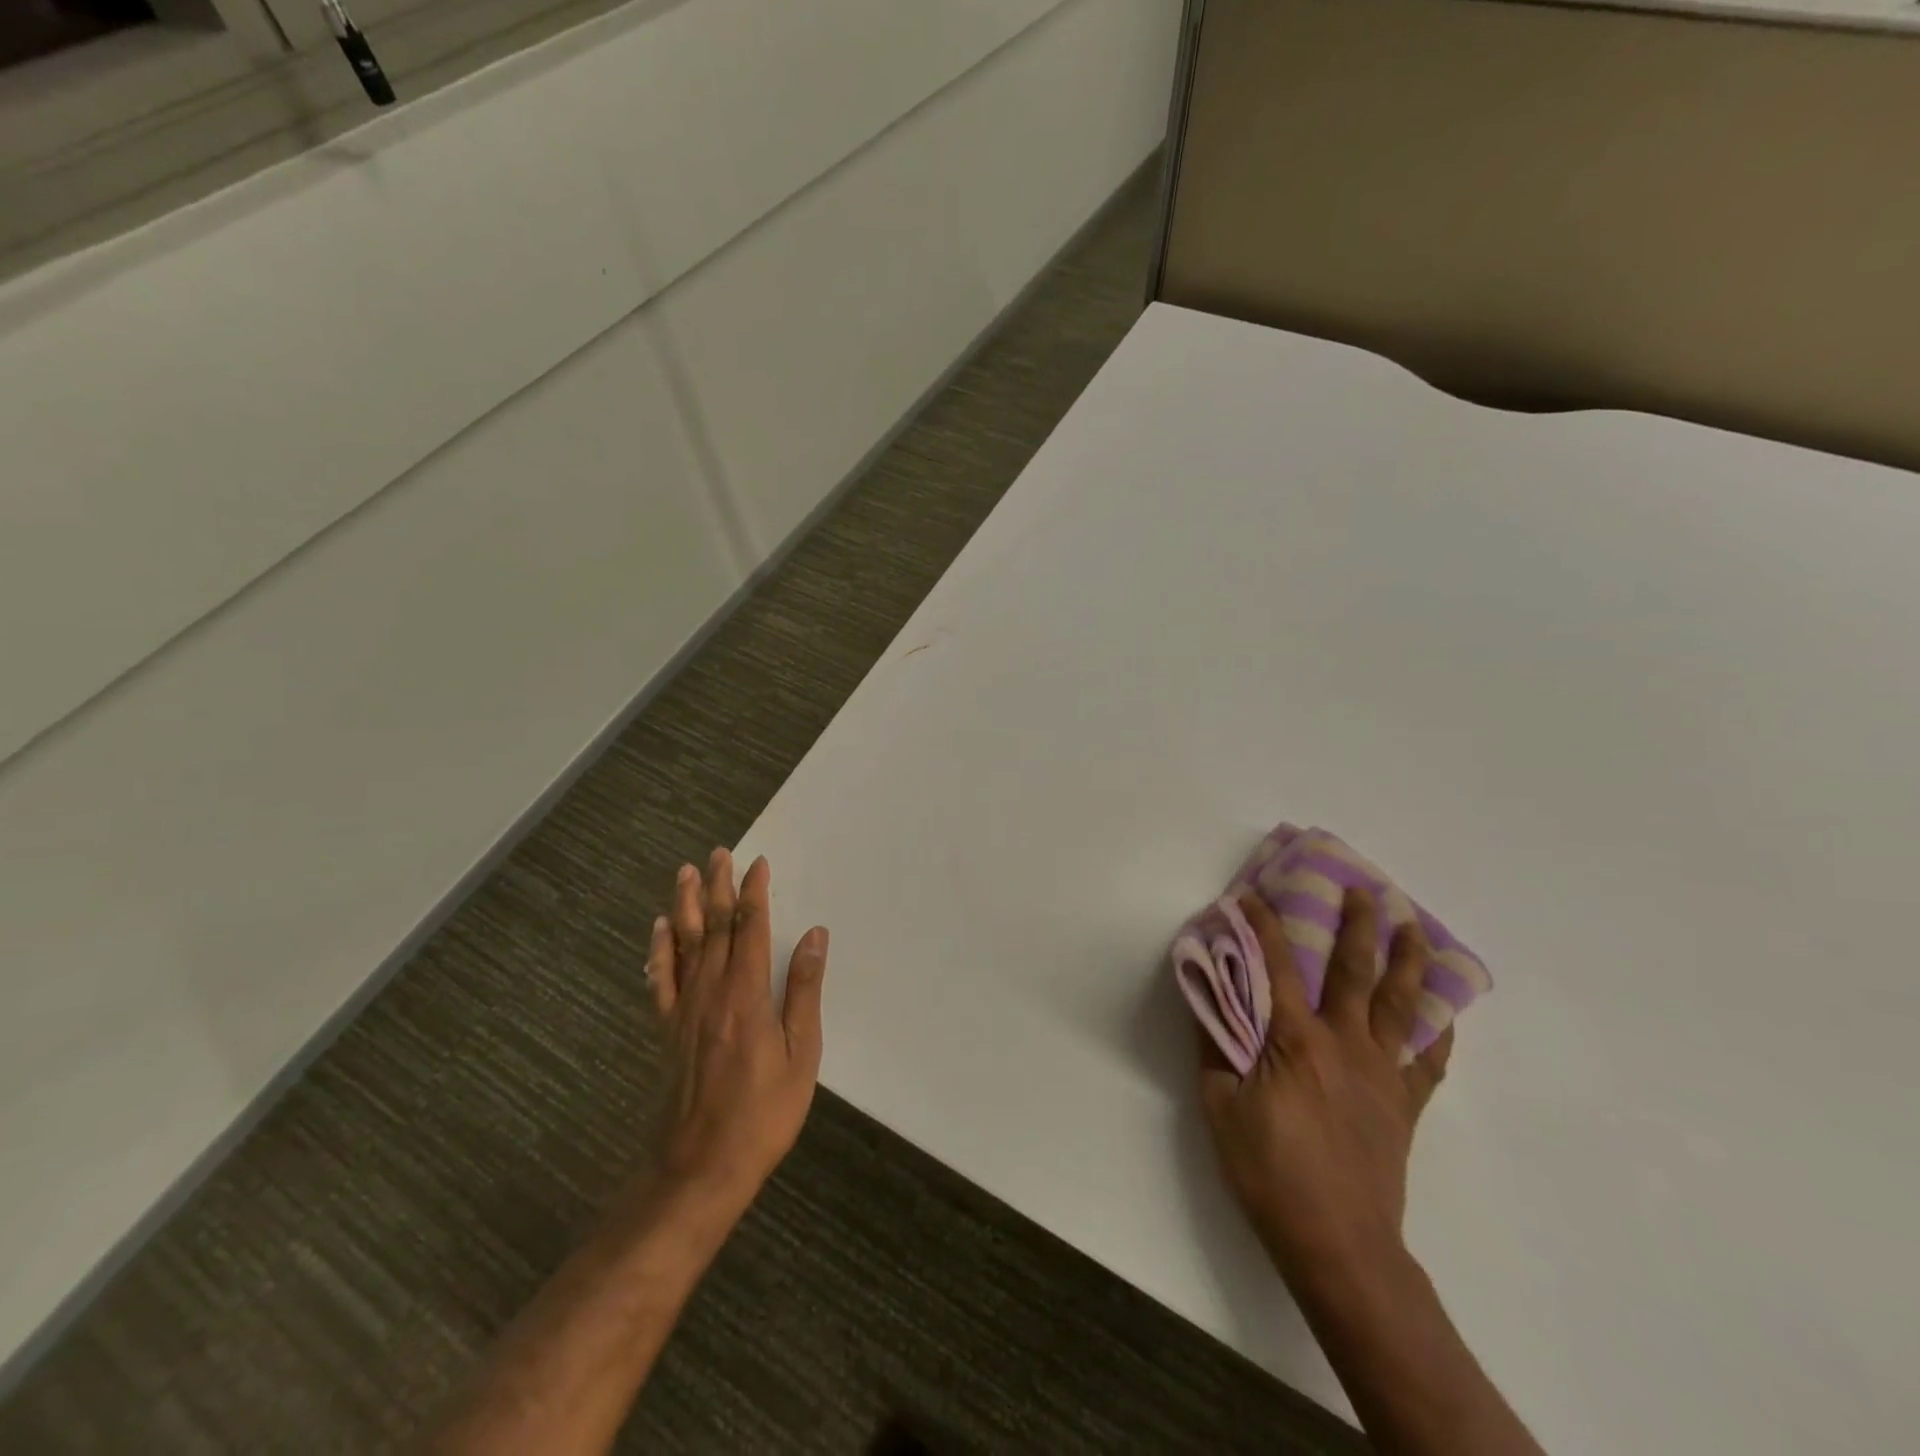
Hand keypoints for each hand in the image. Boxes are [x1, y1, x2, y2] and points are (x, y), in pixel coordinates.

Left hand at [647, 849, 828, 1216]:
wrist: (698, 1168)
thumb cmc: (762, 1113)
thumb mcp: (801, 1054)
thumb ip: (804, 991)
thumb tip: (814, 936)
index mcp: (747, 994)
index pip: (750, 929)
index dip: (754, 893)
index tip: (758, 863)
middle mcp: (711, 992)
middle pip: (715, 927)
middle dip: (719, 887)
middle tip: (719, 852)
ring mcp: (684, 1010)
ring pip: (685, 944)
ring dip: (687, 905)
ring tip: (687, 873)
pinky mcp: (668, 1031)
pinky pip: (661, 980)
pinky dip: (660, 950)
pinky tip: (661, 929)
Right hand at [1199, 888, 1453, 1290]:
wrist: (1337, 1244)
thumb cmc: (1269, 1172)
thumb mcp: (1220, 1106)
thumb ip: (1214, 1044)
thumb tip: (1209, 996)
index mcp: (1295, 1040)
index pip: (1274, 965)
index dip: (1262, 924)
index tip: (1252, 894)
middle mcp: (1344, 1043)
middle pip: (1355, 971)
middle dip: (1358, 924)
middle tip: (1364, 888)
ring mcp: (1382, 1072)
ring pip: (1401, 1004)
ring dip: (1408, 960)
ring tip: (1414, 927)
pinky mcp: (1404, 1104)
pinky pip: (1429, 1061)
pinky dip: (1438, 1032)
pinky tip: (1443, 1014)